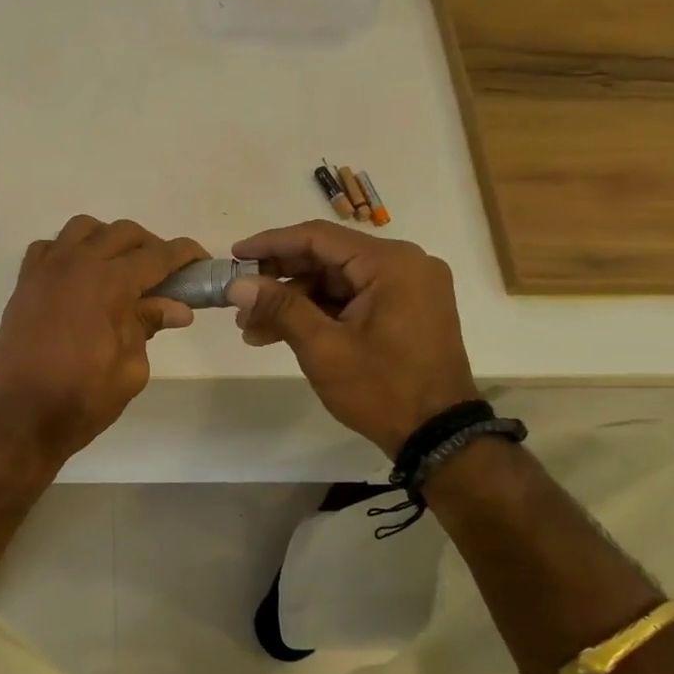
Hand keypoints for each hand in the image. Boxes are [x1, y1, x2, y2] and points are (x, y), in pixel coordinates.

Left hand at [0, 217, 207, 461]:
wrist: (21, 417)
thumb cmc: (83, 399)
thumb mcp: (131, 368)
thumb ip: (149, 327)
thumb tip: (177, 308)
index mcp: (109, 283)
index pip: (158, 255)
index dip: (185, 255)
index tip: (201, 261)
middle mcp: (77, 264)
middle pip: (123, 233)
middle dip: (150, 247)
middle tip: (163, 275)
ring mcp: (46, 269)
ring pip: (83, 229)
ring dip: (108, 240)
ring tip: (119, 269)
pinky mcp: (24, 283)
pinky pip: (49, 247)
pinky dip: (69, 251)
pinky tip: (78, 276)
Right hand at [228, 221, 480, 456]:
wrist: (438, 435)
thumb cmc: (382, 389)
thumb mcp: (323, 348)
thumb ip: (279, 308)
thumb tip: (236, 285)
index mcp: (391, 263)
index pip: (318, 237)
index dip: (271, 244)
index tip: (235, 255)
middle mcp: (405, 264)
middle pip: (327, 258)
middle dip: (279, 280)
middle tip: (239, 300)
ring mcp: (408, 288)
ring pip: (336, 282)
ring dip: (294, 302)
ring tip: (251, 328)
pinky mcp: (406, 310)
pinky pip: (352, 299)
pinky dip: (318, 313)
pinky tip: (281, 333)